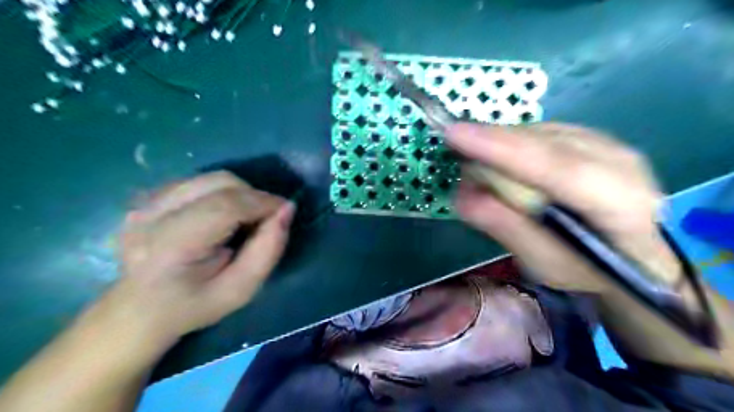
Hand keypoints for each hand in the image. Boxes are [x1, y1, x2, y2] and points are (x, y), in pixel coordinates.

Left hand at [109, 171, 293, 347]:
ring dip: (238, 193)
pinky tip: (220, 215)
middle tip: (263, 219)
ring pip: (210, 178)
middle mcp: (151, 216)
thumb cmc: (194, 305)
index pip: (226, 206)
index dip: (263, 202)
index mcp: (171, 246)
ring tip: (243, 218)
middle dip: (253, 195)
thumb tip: (287, 209)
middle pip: (219, 183)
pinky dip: (220, 192)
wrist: (138, 310)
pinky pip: (197, 181)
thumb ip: (268, 250)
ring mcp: (144, 203)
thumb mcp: (241, 290)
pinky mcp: (146, 198)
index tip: (285, 211)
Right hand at [447, 123, 681, 292]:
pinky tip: (504, 166)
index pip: (557, 167)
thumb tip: (462, 196)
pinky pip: (540, 132)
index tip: (455, 135)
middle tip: (458, 165)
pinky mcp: (592, 137)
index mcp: (619, 204)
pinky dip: (512, 146)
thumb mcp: (543, 262)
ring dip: (499, 148)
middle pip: (543, 141)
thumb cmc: (586, 269)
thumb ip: (506, 227)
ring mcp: (607, 142)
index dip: (503, 150)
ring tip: (481, 177)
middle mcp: (619, 161)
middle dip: (491, 146)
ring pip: (538, 132)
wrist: (630, 254)